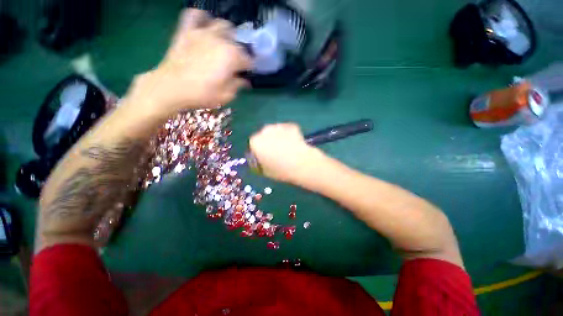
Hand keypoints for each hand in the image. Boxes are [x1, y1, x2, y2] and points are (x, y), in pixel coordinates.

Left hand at [127, 9, 251, 117]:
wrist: (172, 87)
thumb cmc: (202, 94)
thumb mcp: (226, 95)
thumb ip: (238, 85)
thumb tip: (244, 81)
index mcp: (232, 57)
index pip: (248, 60)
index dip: (249, 68)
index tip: (246, 74)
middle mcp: (221, 40)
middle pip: (237, 42)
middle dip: (240, 53)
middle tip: (235, 62)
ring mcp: (203, 32)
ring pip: (222, 24)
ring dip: (227, 34)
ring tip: (224, 43)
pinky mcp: (187, 31)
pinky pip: (195, 15)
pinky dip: (201, 18)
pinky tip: (204, 26)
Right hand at [249, 123, 323, 183]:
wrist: (302, 163)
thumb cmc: (281, 170)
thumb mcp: (265, 171)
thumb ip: (259, 164)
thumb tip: (260, 160)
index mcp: (256, 142)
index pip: (254, 144)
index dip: (259, 151)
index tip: (265, 157)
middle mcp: (265, 131)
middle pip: (264, 136)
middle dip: (268, 142)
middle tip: (276, 152)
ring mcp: (279, 126)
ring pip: (275, 131)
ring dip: (278, 137)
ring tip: (286, 148)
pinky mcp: (291, 125)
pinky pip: (286, 130)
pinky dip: (288, 135)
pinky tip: (294, 143)